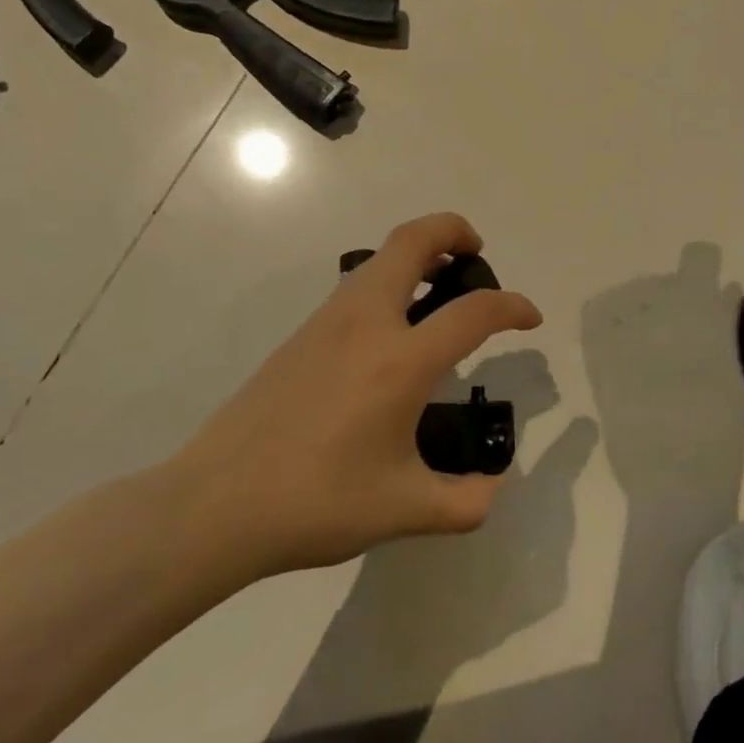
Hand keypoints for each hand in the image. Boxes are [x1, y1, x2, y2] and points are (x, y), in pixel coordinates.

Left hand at [168, 213, 542, 582]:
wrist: (213, 506)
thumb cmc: (316, 503)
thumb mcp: (403, 511)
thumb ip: (464, 503)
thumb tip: (492, 490)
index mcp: (400, 360)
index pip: (474, 312)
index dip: (513, 307)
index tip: (530, 319)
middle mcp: (366, 323)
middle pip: (413, 241)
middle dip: (453, 230)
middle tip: (477, 253)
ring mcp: (327, 323)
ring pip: (380, 258)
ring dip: (418, 254)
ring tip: (440, 290)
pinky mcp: (302, 335)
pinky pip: (358, 285)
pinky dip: (390, 280)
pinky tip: (393, 331)